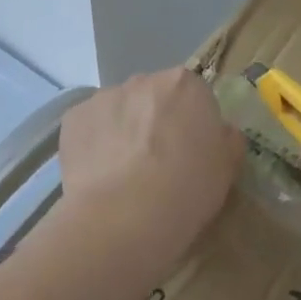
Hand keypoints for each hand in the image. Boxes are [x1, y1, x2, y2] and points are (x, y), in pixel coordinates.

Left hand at [56, 69, 242, 262]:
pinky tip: (99, 177)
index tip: (190, 154)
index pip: (193, 97)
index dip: (192, 125)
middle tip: (158, 165)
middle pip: (154, 98)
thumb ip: (227, 141)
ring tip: (124, 176)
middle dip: (156, 122)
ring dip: (123, 131)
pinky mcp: (73, 118)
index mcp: (185, 85)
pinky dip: (95, 145)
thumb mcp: (226, 170)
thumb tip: (220, 133)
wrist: (122, 219)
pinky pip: (90, 127)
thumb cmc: (185, 192)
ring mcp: (104, 97)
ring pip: (119, 111)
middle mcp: (143, 80)